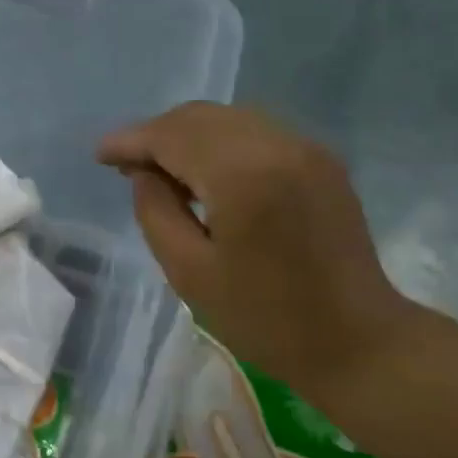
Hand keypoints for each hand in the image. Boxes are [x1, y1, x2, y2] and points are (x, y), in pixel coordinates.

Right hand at [98, 103, 427, 392]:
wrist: (357, 340)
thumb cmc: (266, 319)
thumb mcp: (190, 273)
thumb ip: (156, 211)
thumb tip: (145, 173)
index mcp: (242, 174)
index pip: (172, 135)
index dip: (131, 140)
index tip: (101, 155)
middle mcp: (277, 144)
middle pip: (200, 117)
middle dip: (158, 134)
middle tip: (128, 166)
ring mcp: (306, 147)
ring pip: (230, 119)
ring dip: (190, 136)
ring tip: (166, 172)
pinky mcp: (322, 159)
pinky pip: (258, 132)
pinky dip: (223, 142)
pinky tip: (210, 174)